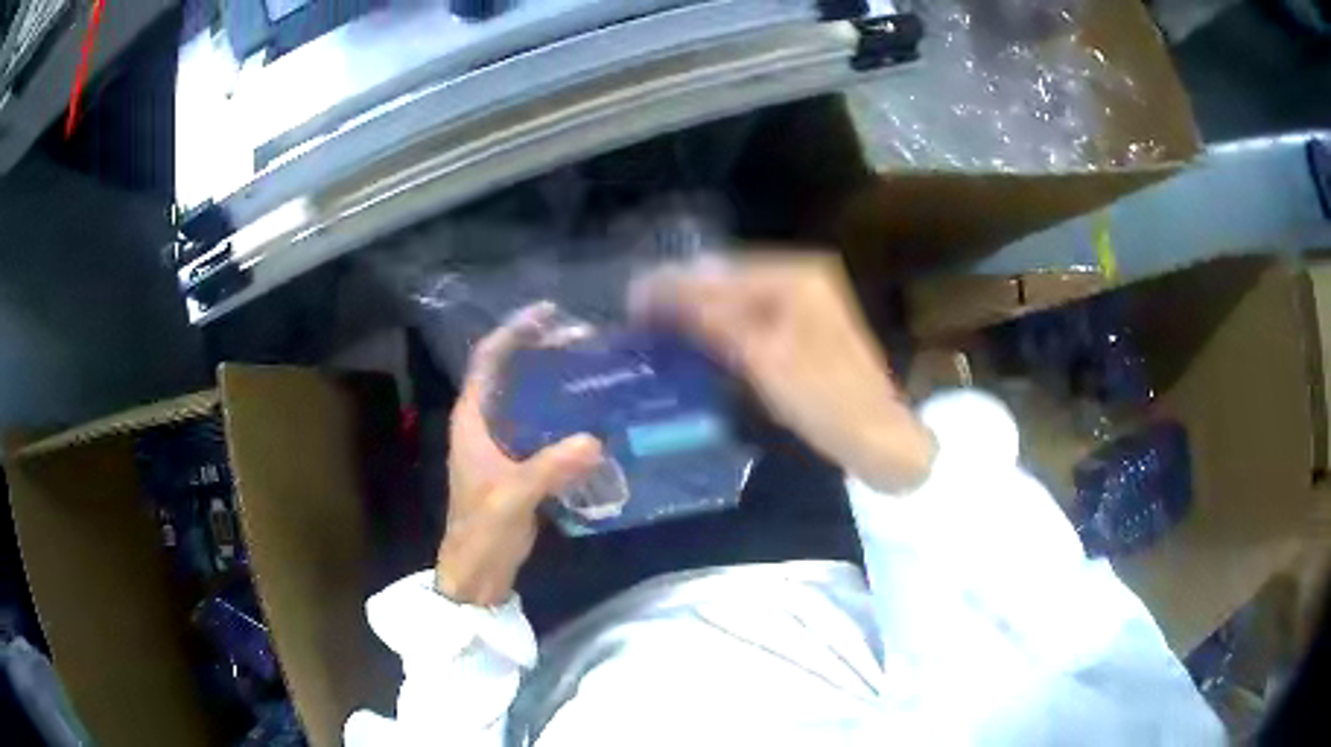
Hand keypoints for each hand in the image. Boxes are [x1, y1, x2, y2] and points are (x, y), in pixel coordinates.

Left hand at [437, 304, 602, 605]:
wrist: (477, 573)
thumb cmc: (481, 531)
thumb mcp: (512, 497)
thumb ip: (550, 469)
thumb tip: (597, 440)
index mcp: (472, 420)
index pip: (488, 361)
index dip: (513, 332)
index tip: (548, 314)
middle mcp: (485, 424)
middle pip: (512, 373)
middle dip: (542, 351)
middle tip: (584, 338)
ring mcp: (503, 445)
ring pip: (529, 400)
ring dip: (555, 382)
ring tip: (592, 367)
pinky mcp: (520, 465)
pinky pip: (543, 429)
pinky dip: (564, 416)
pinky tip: (593, 415)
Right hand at [633, 253, 934, 492]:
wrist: (879, 438)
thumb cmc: (826, 402)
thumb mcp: (764, 361)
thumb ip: (713, 320)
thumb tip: (660, 291)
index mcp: (795, 277)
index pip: (720, 273)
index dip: (673, 285)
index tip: (630, 302)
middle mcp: (801, 275)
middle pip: (728, 276)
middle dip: (684, 294)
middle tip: (639, 316)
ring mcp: (806, 297)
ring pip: (738, 293)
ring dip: (700, 307)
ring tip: (659, 324)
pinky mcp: (805, 322)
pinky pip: (752, 311)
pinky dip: (723, 321)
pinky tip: (700, 335)